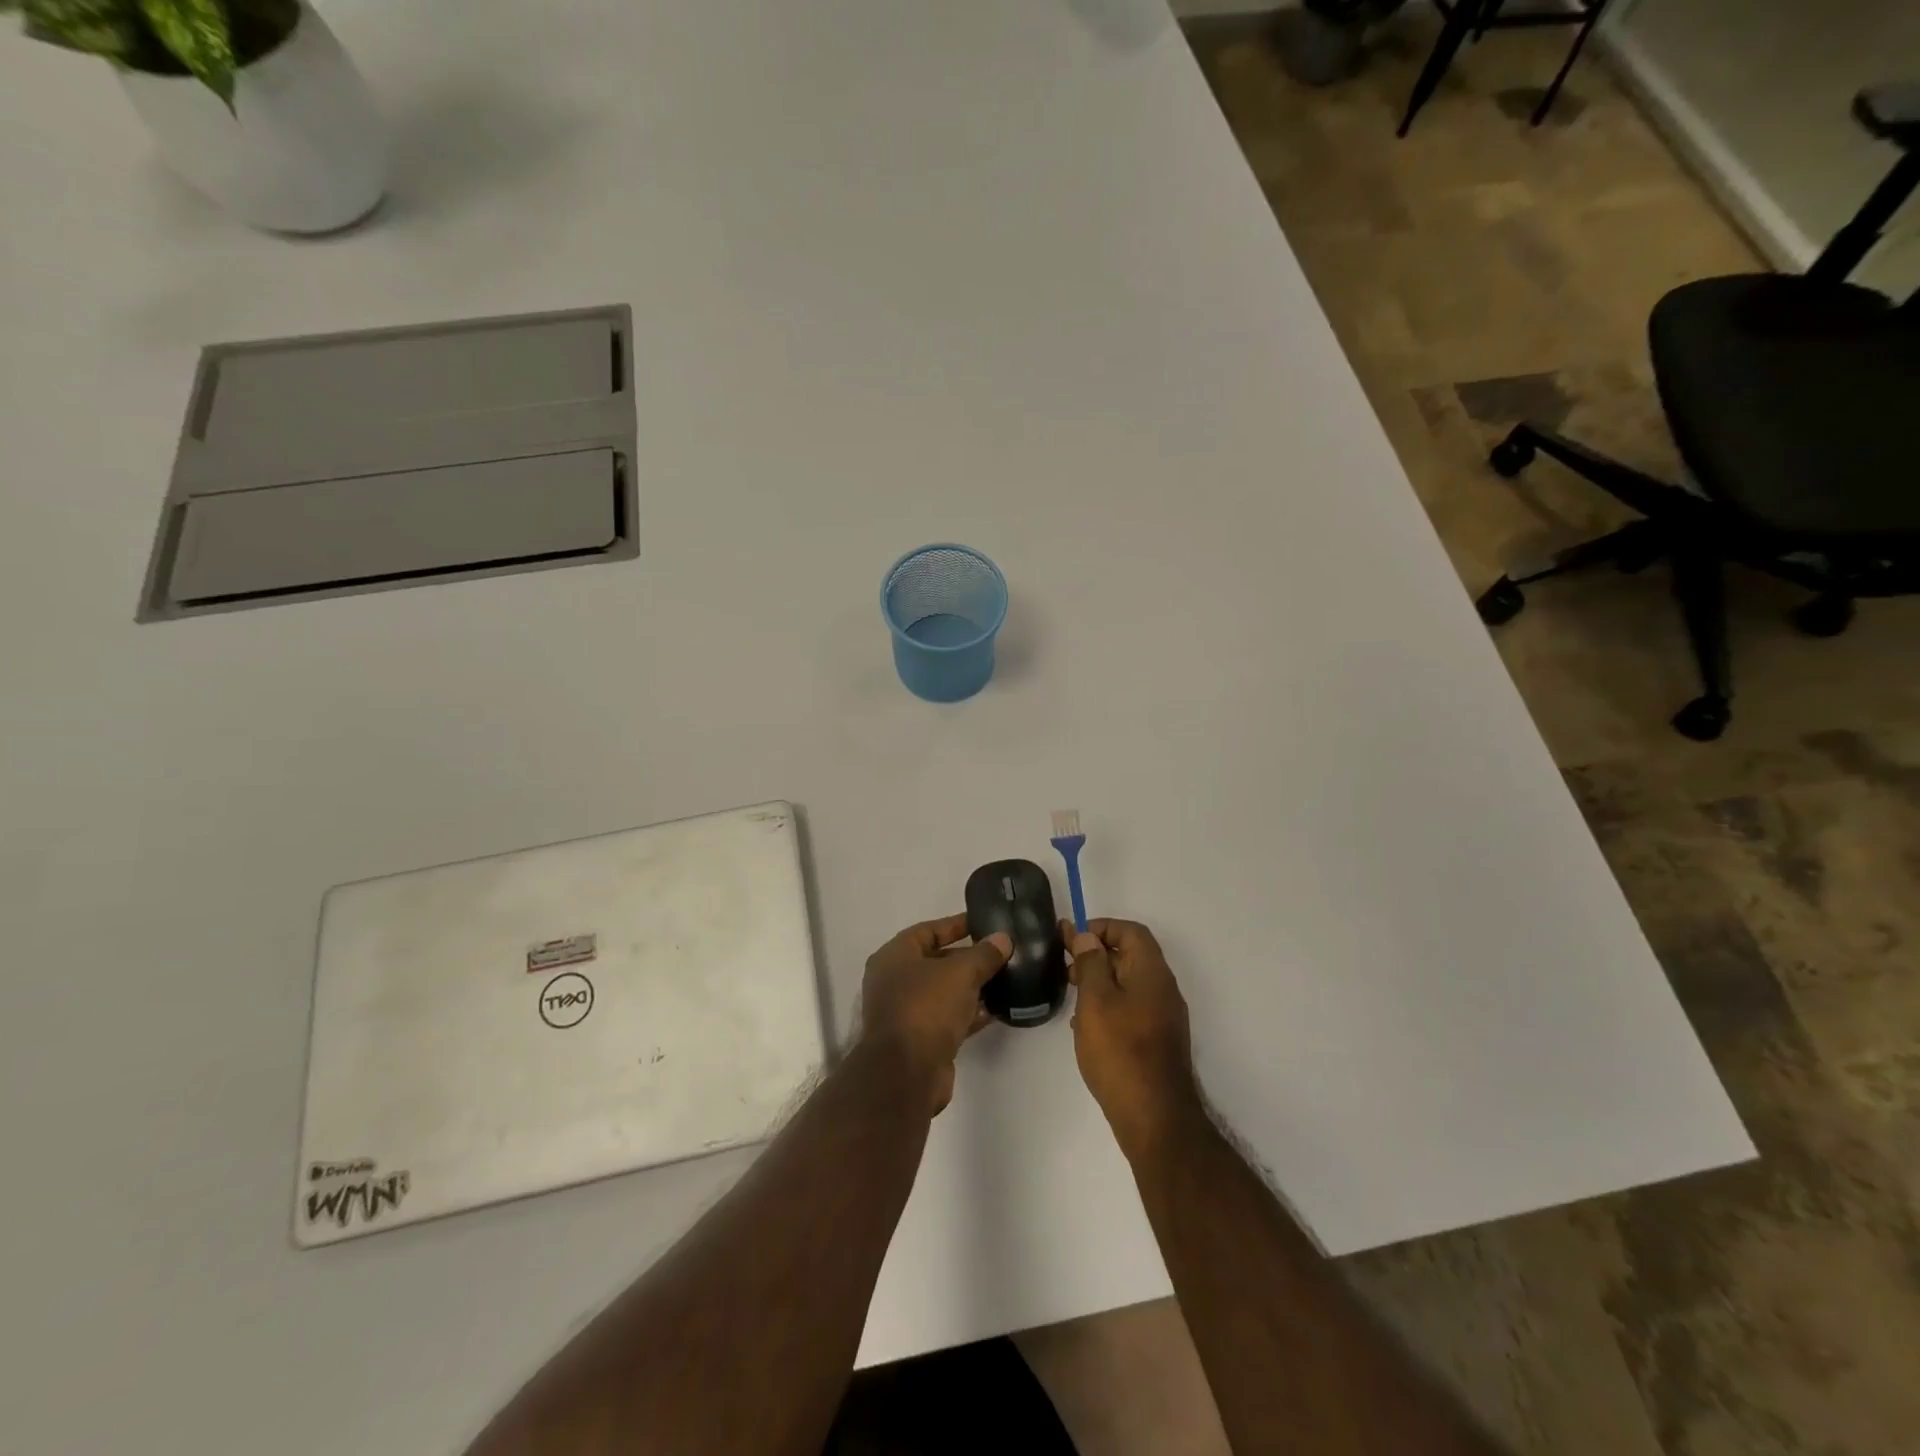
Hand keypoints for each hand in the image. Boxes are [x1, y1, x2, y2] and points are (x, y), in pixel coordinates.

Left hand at [858, 915, 1010, 1114]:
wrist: (907, 1074)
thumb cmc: (926, 1008)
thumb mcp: (960, 973)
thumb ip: (983, 954)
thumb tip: (1003, 939)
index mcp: (894, 956)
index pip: (927, 930)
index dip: (956, 925)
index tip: (984, 923)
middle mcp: (895, 981)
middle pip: (936, 961)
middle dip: (967, 957)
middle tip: (999, 952)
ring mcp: (906, 1012)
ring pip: (943, 992)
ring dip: (970, 987)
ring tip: (1004, 979)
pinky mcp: (920, 1040)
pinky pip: (948, 1018)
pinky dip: (969, 1013)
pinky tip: (996, 1010)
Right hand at [1064, 918, 1199, 1161]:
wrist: (1155, 1117)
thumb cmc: (1120, 1051)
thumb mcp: (1096, 1000)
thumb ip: (1090, 963)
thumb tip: (1088, 936)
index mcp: (1152, 972)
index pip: (1131, 931)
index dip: (1102, 927)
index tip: (1072, 938)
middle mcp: (1163, 989)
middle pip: (1131, 956)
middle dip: (1096, 954)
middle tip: (1065, 966)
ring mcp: (1163, 1017)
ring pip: (1129, 984)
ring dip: (1100, 981)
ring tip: (1071, 994)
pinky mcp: (1157, 1041)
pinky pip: (1131, 1009)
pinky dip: (1108, 1006)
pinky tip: (1086, 1026)